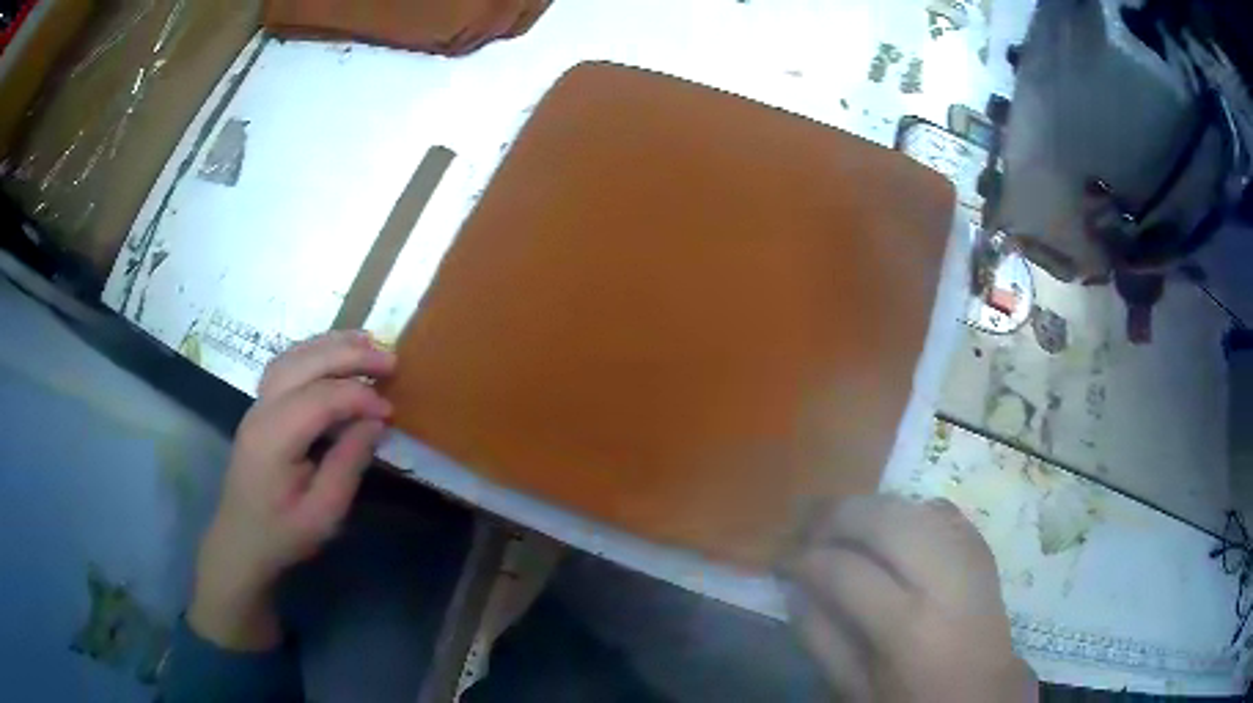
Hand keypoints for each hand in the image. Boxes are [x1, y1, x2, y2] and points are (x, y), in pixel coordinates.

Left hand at [189, 330, 395, 649]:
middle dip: (349, 355)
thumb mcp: (324, 513)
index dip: (359, 397)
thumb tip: (375, 423)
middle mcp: (261, 410)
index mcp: (274, 439)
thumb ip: (348, 464)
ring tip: (368, 343)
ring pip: (293, 356)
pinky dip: (313, 352)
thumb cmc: (283, 534)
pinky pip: (286, 365)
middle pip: (305, 364)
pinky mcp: (260, 407)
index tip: (390, 412)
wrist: (241, 541)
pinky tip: (334, 354)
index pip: (320, 398)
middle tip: (391, 359)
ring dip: (331, 345)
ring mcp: (257, 404)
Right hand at [785, 495, 1035, 701]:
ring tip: (839, 520)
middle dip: (837, 514)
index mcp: (908, 627)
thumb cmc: (913, 700)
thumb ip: (821, 640)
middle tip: (805, 524)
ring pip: (912, 505)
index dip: (805, 559)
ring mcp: (969, 555)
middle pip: (885, 520)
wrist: (983, 693)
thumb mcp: (856, 688)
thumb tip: (794, 589)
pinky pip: (939, 509)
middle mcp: (944, 579)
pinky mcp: (981, 546)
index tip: (781, 558)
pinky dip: (905, 509)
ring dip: (869, 506)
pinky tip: (887, 524)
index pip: (846, 571)